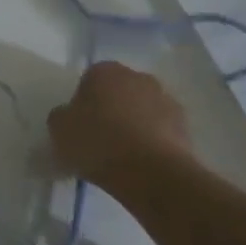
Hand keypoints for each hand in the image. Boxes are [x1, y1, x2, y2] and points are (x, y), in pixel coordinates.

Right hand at [47, 62, 190, 189]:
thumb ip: (62, 116)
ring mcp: (167, 101)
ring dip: (134, 124)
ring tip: (121, 154)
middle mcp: (139, 78)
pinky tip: (140, 164)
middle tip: (99, 136)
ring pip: (143, 110)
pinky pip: (160, 131)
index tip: (79, 123)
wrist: (151, 173)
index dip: (83, 101)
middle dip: (111, 108)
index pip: (89, 79)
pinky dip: (152, 142)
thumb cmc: (97, 142)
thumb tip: (69, 116)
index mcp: (105, 71)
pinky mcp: (186, 127)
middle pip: (120, 91)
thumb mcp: (58, 128)